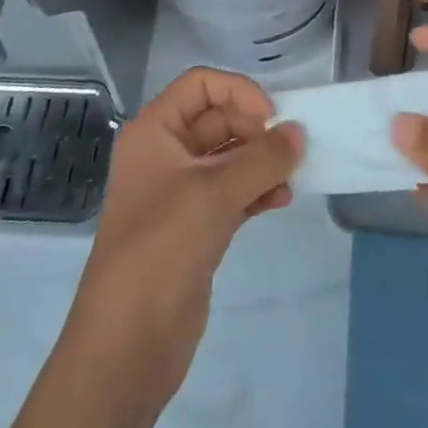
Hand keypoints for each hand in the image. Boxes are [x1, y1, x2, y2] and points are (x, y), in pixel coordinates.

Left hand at [67, 68, 303, 407]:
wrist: (128, 343)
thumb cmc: (162, 247)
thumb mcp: (214, 194)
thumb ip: (262, 159)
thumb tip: (298, 132)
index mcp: (154, 131)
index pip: (200, 85)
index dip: (237, 91)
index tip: (271, 118)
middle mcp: (165, 153)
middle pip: (217, 119)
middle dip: (255, 129)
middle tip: (289, 150)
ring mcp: (180, 192)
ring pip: (228, 157)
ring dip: (261, 161)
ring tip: (293, 176)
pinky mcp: (196, 226)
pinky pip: (232, 192)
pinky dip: (257, 190)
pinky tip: (282, 200)